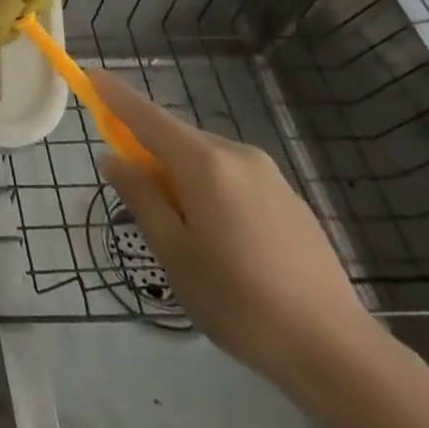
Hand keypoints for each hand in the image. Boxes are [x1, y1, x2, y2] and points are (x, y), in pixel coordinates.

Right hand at [94, 70, 382, 389]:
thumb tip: (113, 158)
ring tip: (186, 237)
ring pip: (205, 161)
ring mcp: (269, 176)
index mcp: (205, 164)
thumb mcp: (174, 254)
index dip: (115, 95)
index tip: (90, 74)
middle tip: (138, 203)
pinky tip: (223, 244)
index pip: (146, 116)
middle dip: (149, 155)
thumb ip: (140, 198)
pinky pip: (233, 179)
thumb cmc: (240, 302)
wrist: (338, 353)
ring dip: (181, 179)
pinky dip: (210, 192)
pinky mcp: (289, 200)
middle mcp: (237, 155)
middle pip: (176, 139)